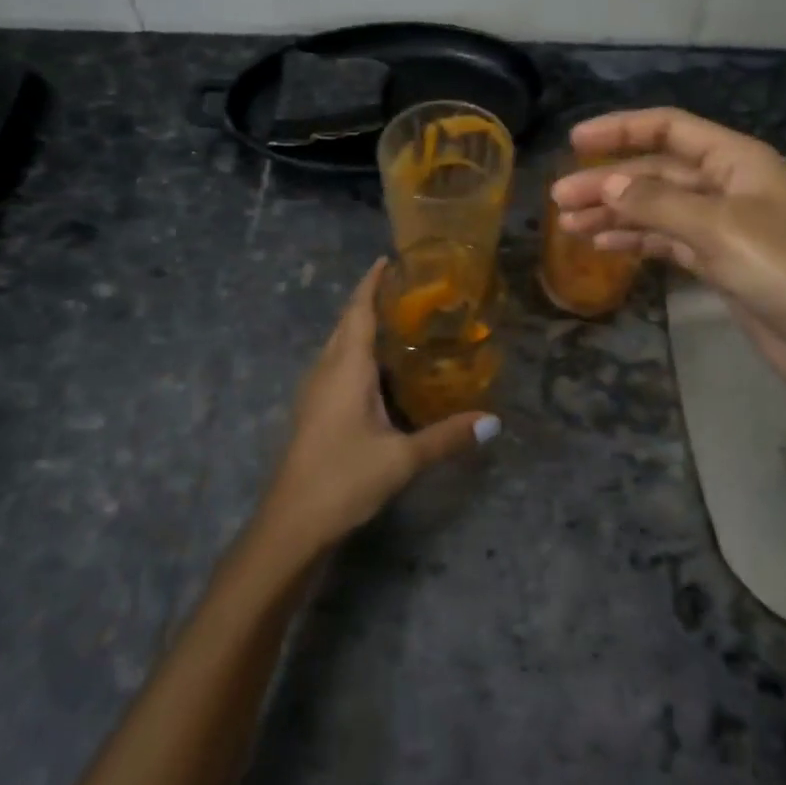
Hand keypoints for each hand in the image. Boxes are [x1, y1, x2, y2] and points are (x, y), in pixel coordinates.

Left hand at [255, 260, 497, 558]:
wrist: (291, 524)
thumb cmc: (343, 479)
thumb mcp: (402, 459)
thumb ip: (447, 437)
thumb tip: (494, 421)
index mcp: (345, 369)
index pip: (357, 312)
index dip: (370, 283)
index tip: (386, 259)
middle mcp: (326, 371)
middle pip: (345, 324)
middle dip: (368, 301)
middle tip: (404, 290)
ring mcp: (314, 393)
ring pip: (337, 347)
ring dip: (359, 328)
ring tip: (395, 323)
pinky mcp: (312, 413)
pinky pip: (335, 367)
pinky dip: (355, 355)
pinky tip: (376, 373)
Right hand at [552, 109, 785, 395]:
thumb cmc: (783, 270)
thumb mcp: (718, 229)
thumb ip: (658, 203)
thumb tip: (607, 184)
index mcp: (736, 160)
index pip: (669, 129)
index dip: (621, 130)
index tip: (575, 141)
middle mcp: (727, 185)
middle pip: (656, 172)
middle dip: (608, 182)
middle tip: (559, 200)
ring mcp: (722, 225)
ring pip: (657, 208)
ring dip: (615, 213)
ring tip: (571, 225)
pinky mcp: (718, 260)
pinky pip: (666, 240)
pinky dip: (636, 240)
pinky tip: (604, 245)